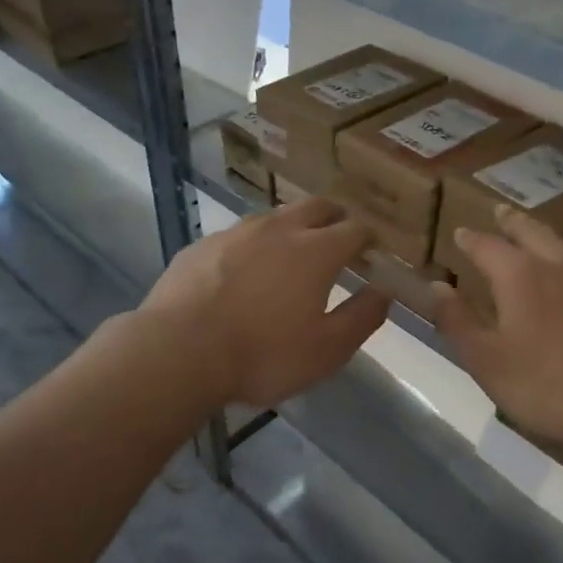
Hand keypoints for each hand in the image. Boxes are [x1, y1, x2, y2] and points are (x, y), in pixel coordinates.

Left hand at [140, 197, 389, 408]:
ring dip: (293, 227)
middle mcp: (279, 229)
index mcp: (316, 251)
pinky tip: (244, 270)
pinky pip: (239, 235)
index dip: (369, 238)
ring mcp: (237, 232)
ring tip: (292, 251)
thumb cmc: (262, 355)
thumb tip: (383, 292)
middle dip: (335, 218)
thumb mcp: (327, 350)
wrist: (178, 351)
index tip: (372, 249)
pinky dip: (253, 245)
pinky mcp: (203, 245)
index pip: (355, 229)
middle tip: (339, 237)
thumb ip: (362, 317)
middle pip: (317, 207)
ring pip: (276, 216)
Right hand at [433, 206, 562, 452]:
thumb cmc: (546, 386)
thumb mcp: (486, 361)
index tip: (461, 233)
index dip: (471, 239)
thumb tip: (437, 286)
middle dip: (512, 222)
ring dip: (547, 239)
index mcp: (520, 275)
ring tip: (540, 240)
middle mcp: (561, 263)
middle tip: (501, 211)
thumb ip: (458, 321)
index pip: (487, 246)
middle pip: (532, 231)